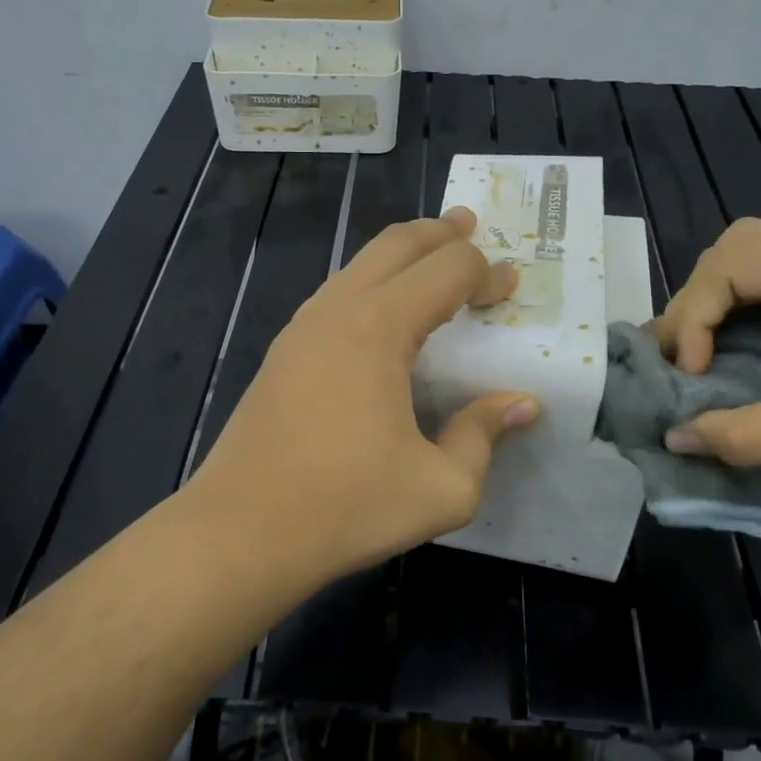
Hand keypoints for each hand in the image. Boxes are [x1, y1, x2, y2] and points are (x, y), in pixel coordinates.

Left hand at [185, 209, 539, 582]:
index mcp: (378, 328)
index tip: (511, 287)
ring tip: (432, 257)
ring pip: (359, 264)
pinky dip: (372, 283)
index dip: (486, 272)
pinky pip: (336, 294)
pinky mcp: (282, 352)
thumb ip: (483, 436)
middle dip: (440, 232)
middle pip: (396, 244)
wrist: (239, 533)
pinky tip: (383, 312)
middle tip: (472, 227)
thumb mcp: (441, 487)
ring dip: (402, 253)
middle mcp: (337, 311)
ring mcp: (301, 328)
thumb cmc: (345, 508)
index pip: (446, 271)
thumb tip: (521, 404)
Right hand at [652, 216, 760, 481]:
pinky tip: (733, 353)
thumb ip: (752, 433)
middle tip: (682, 361)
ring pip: (749, 264)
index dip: (694, 318)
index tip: (691, 377)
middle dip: (696, 305)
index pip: (731, 265)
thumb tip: (674, 440)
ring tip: (697, 358)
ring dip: (715, 308)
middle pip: (732, 252)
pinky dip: (741, 317)